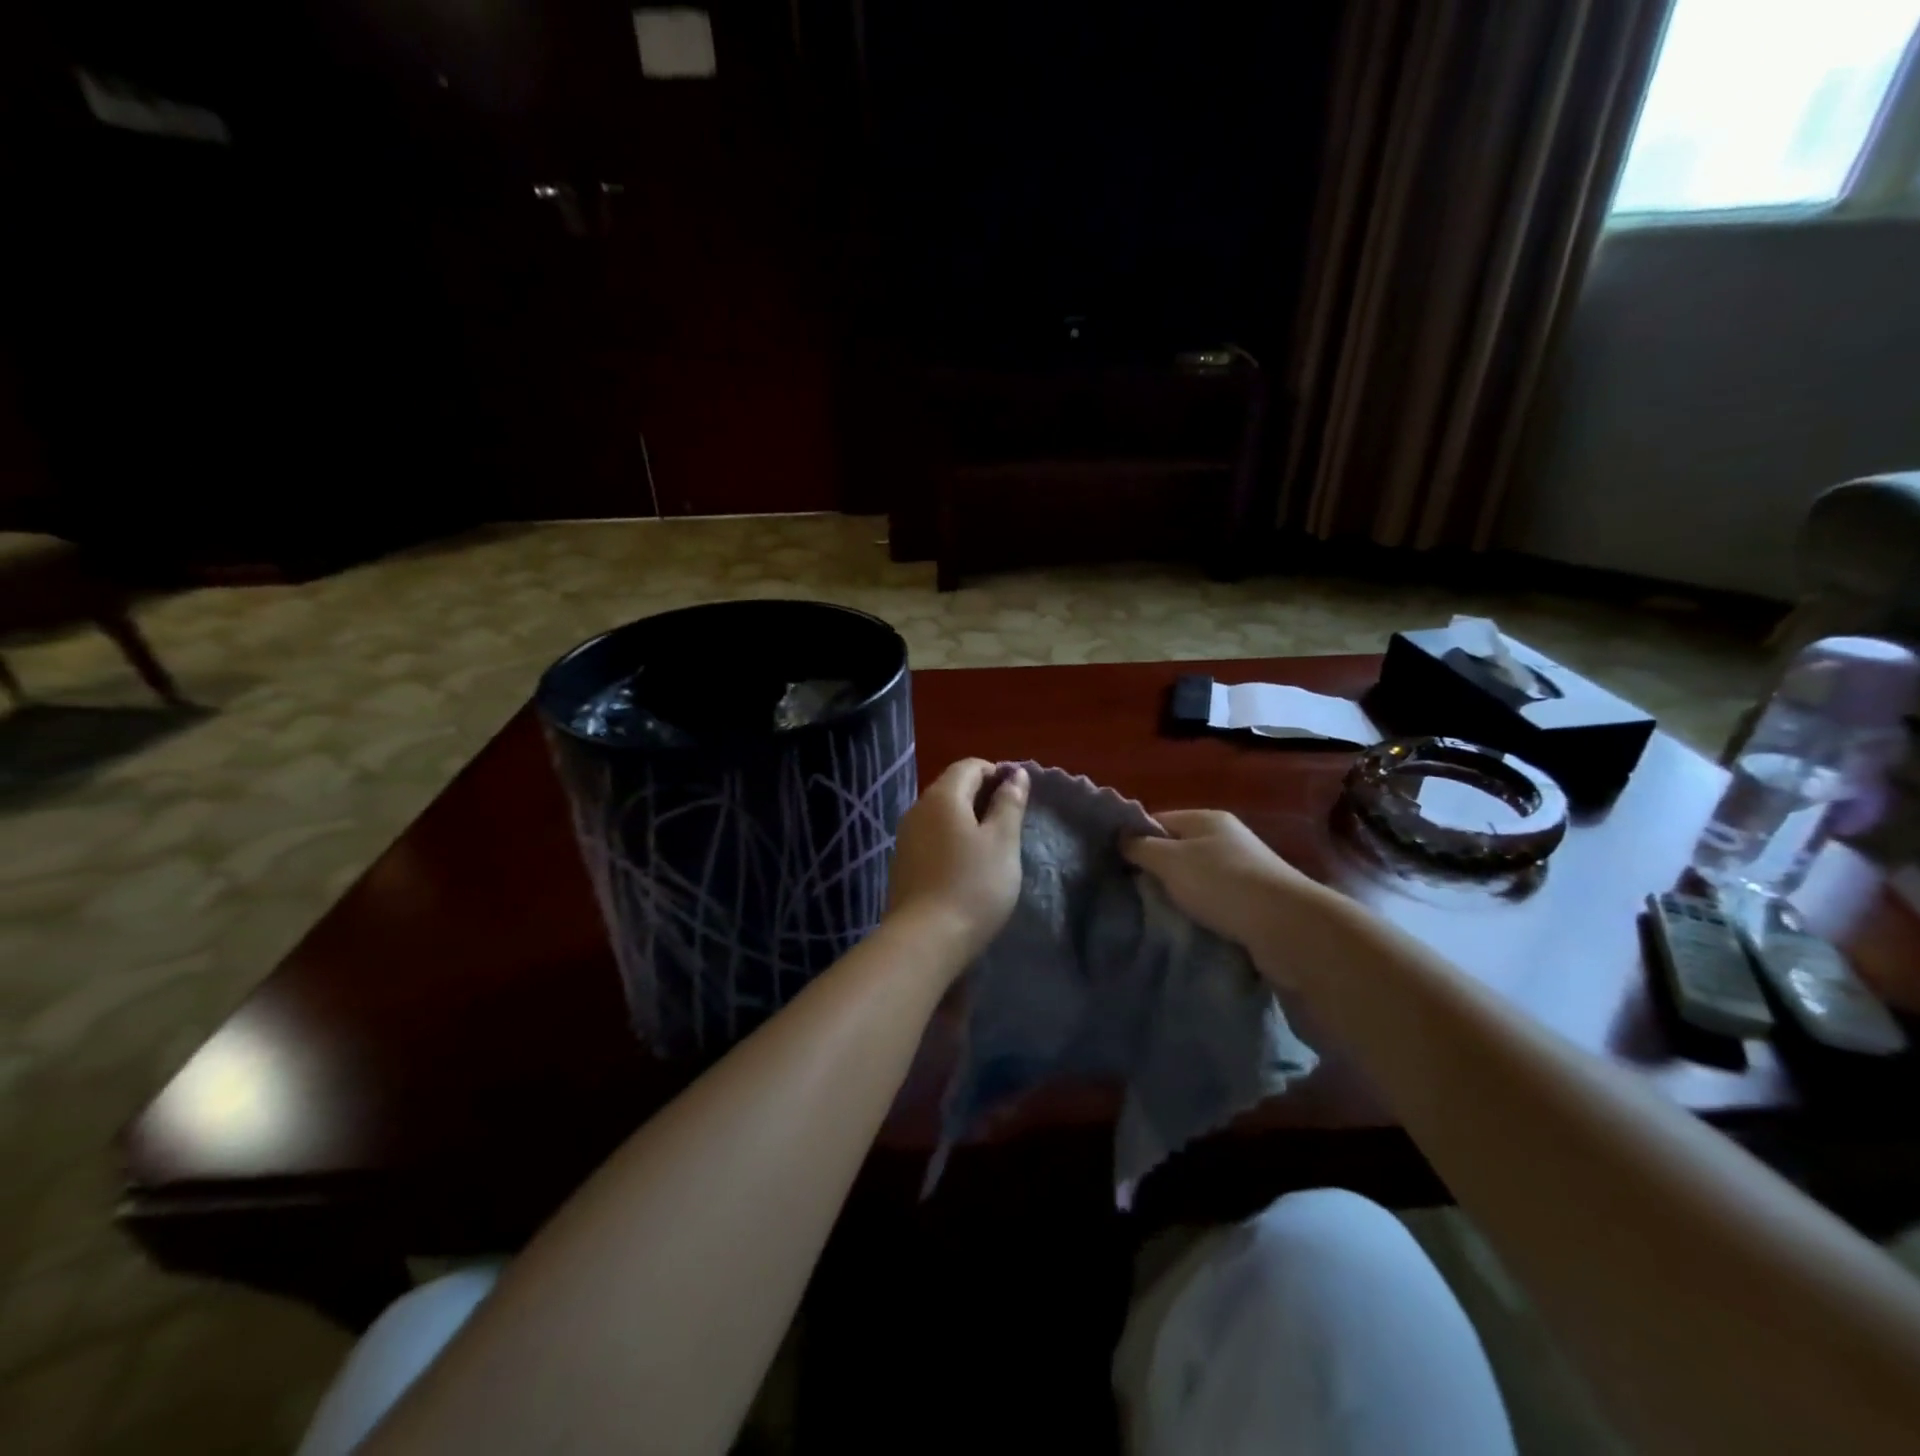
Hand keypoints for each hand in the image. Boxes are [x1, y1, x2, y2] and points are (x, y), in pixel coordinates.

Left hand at [886, 759, 1027, 966]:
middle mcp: (917, 809)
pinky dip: (951, 840)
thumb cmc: (973, 885)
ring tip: (992, 846)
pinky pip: (931, 838)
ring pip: (941, 815)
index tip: (1018, 798)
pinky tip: (966, 866)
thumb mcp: (1003, 842)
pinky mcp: (902, 864)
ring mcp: (905, 838)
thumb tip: (1015, 773)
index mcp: (942, 796)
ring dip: (967, 820)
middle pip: (952, 788)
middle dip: (982, 796)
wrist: (925, 940)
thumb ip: (1009, 803)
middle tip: (1009, 823)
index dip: (996, 773)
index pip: (969, 766)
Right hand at [1120, 810, 1328, 970]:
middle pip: (1177, 848)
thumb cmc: (1222, 883)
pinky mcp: (1254, 898)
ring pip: (1196, 876)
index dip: (1134, 838)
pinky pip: (1214, 898)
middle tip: (1132, 891)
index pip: (1158, 820)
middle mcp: (1226, 837)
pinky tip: (1188, 923)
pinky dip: (1200, 909)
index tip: (1115, 864)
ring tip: (1157, 911)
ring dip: (1178, 892)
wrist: (1286, 926)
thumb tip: (1122, 838)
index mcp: (1206, 818)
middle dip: (1155, 869)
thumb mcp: (1170, 860)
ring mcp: (1243, 867)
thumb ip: (1141, 847)